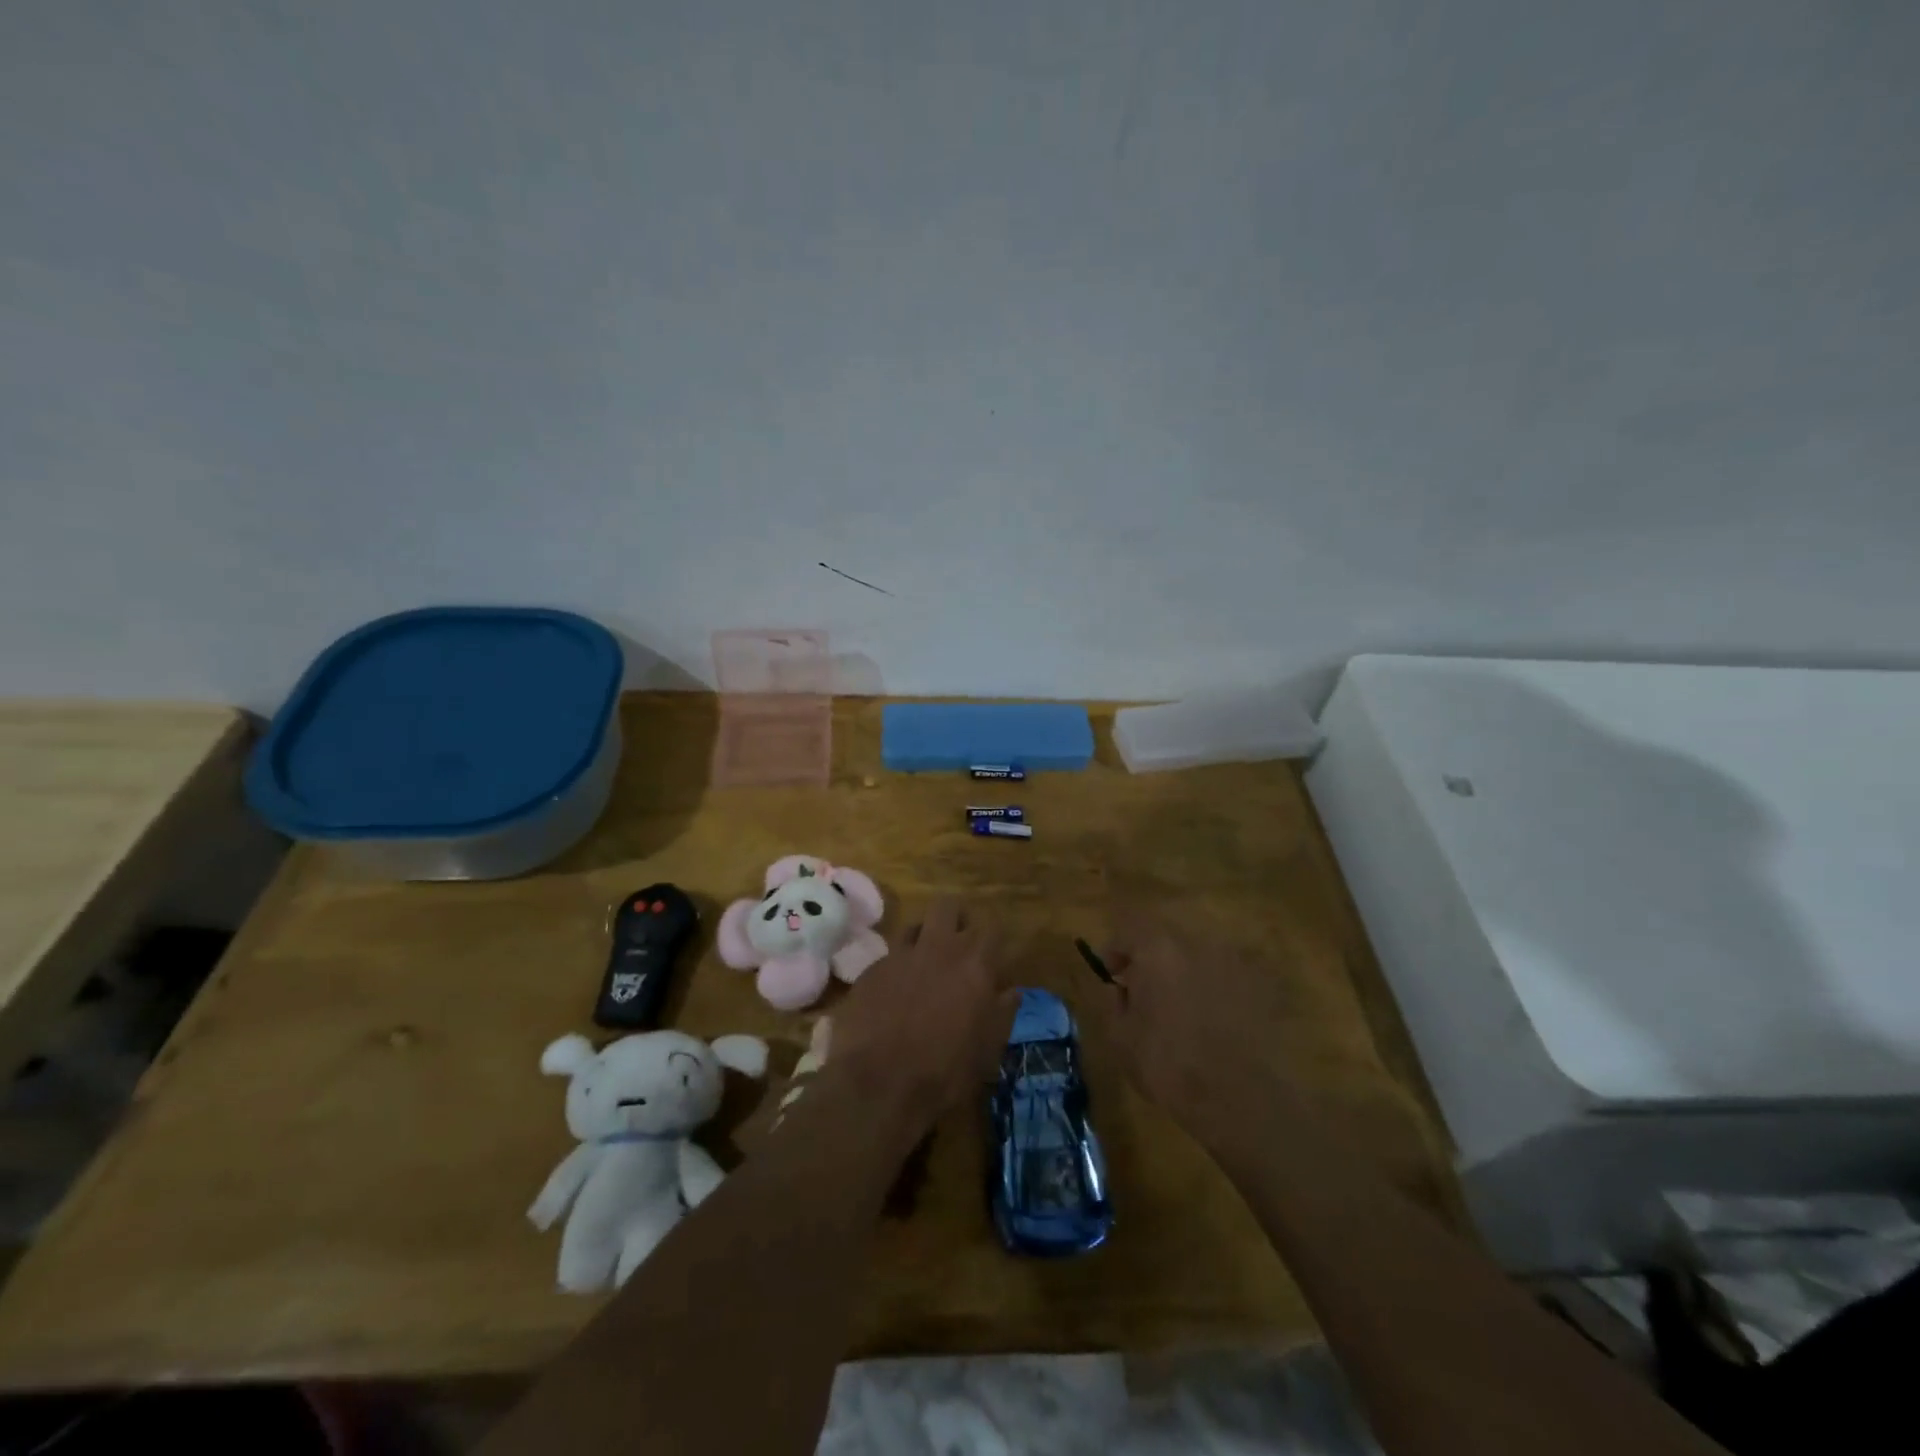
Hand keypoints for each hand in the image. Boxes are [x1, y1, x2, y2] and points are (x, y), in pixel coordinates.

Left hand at [826, 898, 1016, 1140]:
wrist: (878, 1083)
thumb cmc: (945, 1072)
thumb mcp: (988, 1050)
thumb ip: (1003, 1013)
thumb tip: (1011, 990)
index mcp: (975, 965)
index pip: (992, 927)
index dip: (992, 939)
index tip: (992, 956)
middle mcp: (939, 948)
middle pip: (948, 906)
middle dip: (956, 919)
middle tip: (958, 943)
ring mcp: (901, 955)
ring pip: (916, 924)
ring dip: (925, 937)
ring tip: (926, 963)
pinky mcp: (872, 968)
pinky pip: (890, 954)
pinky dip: (898, 965)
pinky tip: (895, 989)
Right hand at [1080, 916, 1296, 1144]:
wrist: (1241, 1098)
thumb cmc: (1170, 1065)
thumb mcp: (1120, 1038)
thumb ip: (1113, 1002)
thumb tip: (1121, 988)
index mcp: (1158, 950)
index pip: (1129, 928)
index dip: (1117, 948)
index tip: (1112, 974)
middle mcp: (1198, 944)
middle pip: (1168, 941)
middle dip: (1154, 962)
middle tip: (1147, 995)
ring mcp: (1235, 962)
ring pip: (1200, 958)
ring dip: (1187, 976)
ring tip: (1185, 1012)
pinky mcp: (1263, 987)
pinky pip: (1230, 979)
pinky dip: (1219, 992)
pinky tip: (1218, 1024)